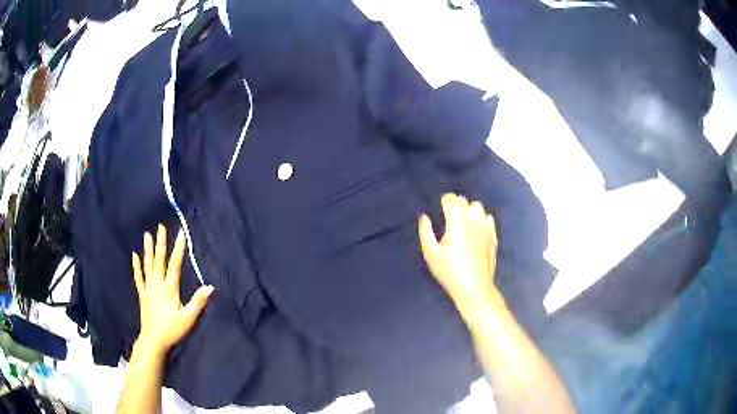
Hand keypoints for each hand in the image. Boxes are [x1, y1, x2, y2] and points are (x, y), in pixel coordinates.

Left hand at [132, 225, 213, 354]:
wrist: (153, 340)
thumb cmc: (172, 329)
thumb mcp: (188, 318)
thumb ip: (198, 301)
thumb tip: (210, 287)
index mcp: (169, 287)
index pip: (175, 264)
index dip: (178, 248)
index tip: (181, 233)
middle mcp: (157, 284)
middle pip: (159, 259)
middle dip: (161, 242)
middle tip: (161, 226)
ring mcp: (148, 288)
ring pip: (148, 265)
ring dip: (148, 249)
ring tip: (147, 234)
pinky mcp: (142, 294)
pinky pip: (138, 277)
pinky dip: (136, 266)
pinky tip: (134, 255)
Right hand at [418, 193, 502, 321]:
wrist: (474, 288)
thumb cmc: (449, 272)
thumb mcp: (431, 254)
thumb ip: (425, 232)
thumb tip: (424, 217)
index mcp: (456, 222)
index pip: (451, 200)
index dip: (444, 201)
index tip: (440, 207)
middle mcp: (473, 220)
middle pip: (464, 201)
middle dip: (456, 204)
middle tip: (449, 216)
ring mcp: (486, 227)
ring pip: (478, 207)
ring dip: (469, 210)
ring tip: (463, 222)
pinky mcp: (493, 235)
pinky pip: (488, 218)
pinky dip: (481, 219)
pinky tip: (476, 230)